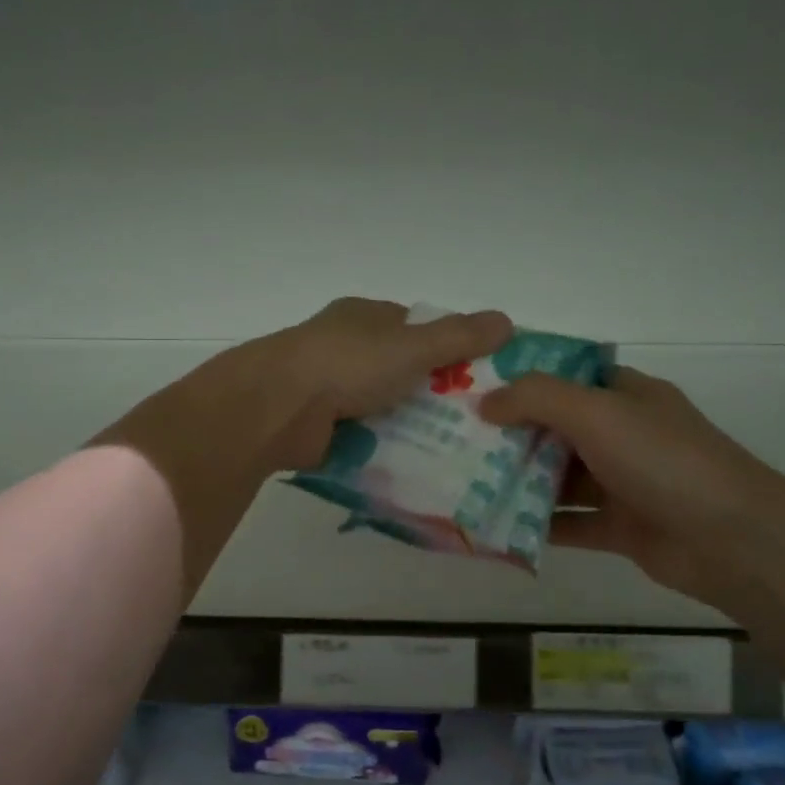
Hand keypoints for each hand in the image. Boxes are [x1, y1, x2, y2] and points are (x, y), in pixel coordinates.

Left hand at [254, 299, 512, 469]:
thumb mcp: (412, 345)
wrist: (278, 407)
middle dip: (432, 392)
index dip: (446, 345)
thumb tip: (507, 321)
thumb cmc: (347, 362)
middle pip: (399, 369)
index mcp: (363, 318)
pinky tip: (415, 466)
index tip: (479, 373)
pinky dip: (384, 448)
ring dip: (409, 424)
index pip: (413, 326)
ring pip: (382, 405)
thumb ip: (459, 335)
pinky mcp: (319, 426)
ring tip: (456, 450)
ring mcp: (327, 388)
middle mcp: (344, 347)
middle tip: (475, 420)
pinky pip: (363, 436)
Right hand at [480, 367, 784, 673]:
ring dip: (518, 479)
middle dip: (510, 432)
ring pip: (559, 476)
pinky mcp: (620, 527)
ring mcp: (623, 482)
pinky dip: (538, 523)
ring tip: (463, 481)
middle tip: (454, 437)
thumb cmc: (663, 459)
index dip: (522, 378)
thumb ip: (537, 398)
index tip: (473, 386)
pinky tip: (495, 525)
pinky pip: (569, 521)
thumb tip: (485, 402)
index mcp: (625, 395)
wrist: (733, 540)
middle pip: (556, 427)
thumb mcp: (596, 412)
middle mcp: (623, 434)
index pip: (566, 376)